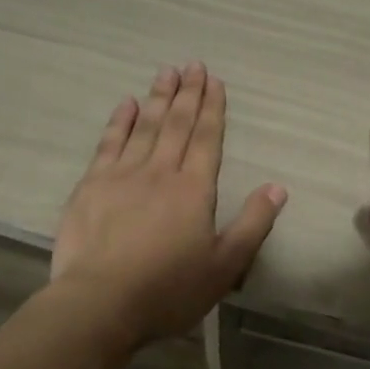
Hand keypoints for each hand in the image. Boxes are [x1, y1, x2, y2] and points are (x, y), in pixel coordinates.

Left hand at [50, 64, 287, 350]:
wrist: (100, 303)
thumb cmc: (169, 289)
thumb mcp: (225, 265)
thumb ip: (253, 224)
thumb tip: (278, 187)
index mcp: (194, 189)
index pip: (207, 138)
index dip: (212, 108)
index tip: (214, 82)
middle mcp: (160, 172)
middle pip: (177, 124)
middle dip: (187, 93)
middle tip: (193, 64)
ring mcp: (122, 175)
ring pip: (144, 127)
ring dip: (157, 98)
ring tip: (166, 72)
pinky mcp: (91, 186)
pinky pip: (109, 143)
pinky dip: (119, 121)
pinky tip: (126, 103)